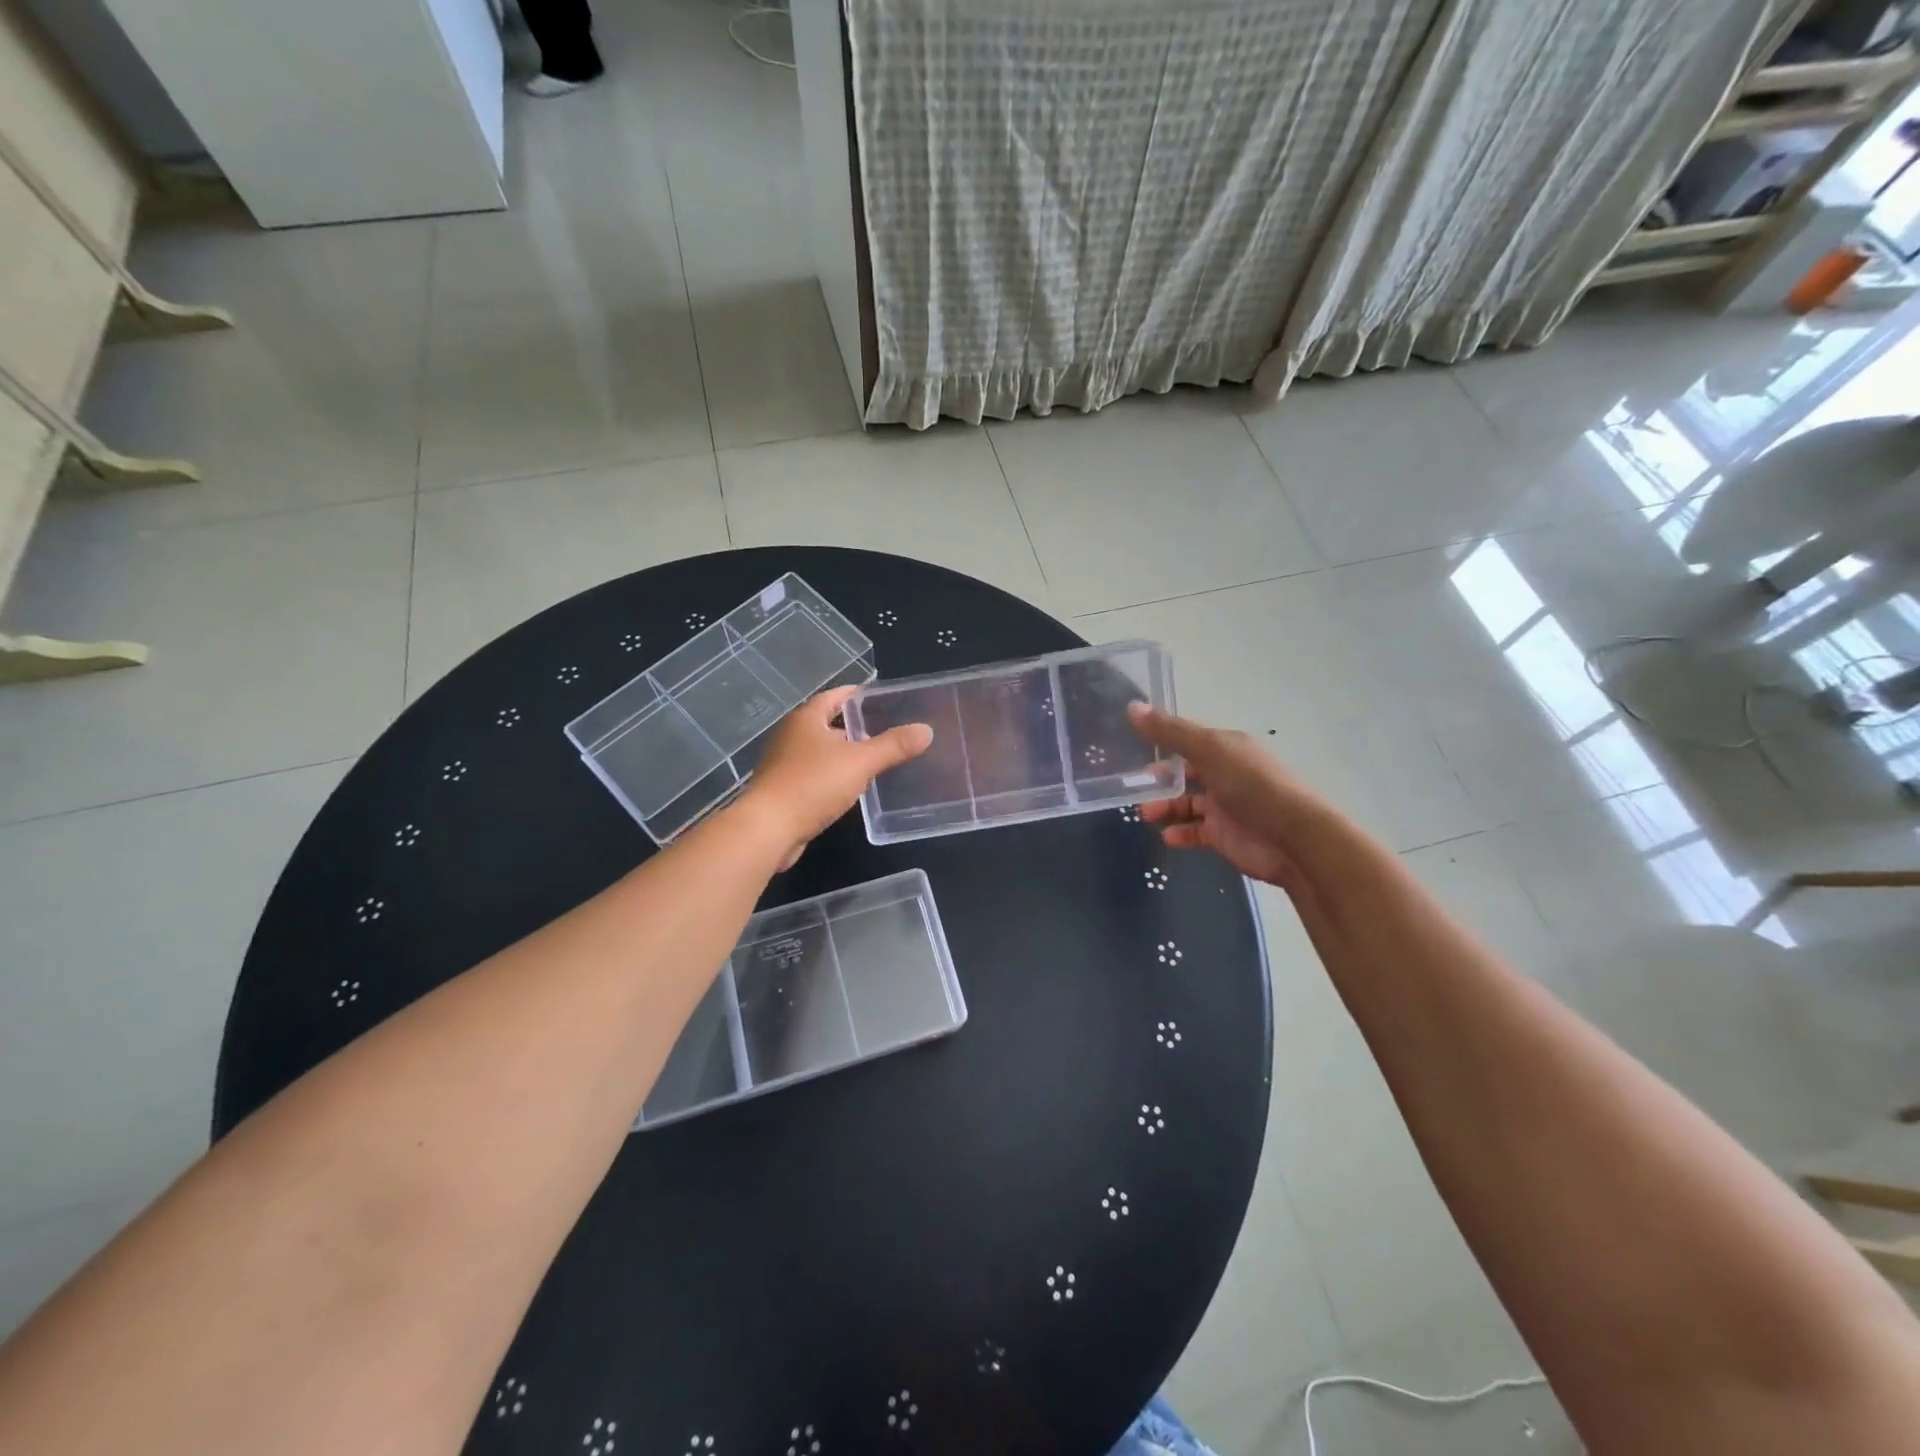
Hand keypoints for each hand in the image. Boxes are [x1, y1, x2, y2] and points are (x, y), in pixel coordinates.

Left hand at [735, 686, 931, 867]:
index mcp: (806, 719)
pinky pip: (813, 775)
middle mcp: (791, 736)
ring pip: (819, 751)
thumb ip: (893, 746)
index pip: (834, 696)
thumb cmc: (812, 785)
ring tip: (872, 758)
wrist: (768, 829)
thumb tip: (925, 730)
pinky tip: (849, 788)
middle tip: (884, 729)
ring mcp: (783, 764)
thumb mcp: (860, 762)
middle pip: (826, 723)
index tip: (878, 697)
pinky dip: (831, 776)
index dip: (856, 695)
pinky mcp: (782, 790)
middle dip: (852, 726)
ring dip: (842, 753)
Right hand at [1126, 703, 1329, 889]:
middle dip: (1159, 779)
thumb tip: (1132, 706)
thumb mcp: (1208, 750)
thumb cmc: (1251, 785)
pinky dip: (1179, 833)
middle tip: (1133, 786)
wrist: (1292, 839)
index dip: (1161, 740)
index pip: (1188, 739)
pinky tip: (1167, 835)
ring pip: (1186, 803)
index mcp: (1225, 748)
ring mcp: (1224, 806)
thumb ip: (1169, 731)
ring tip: (1145, 813)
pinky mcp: (1223, 836)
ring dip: (1164, 807)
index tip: (1131, 746)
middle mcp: (1225, 773)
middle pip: (1184, 772)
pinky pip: (1194, 832)